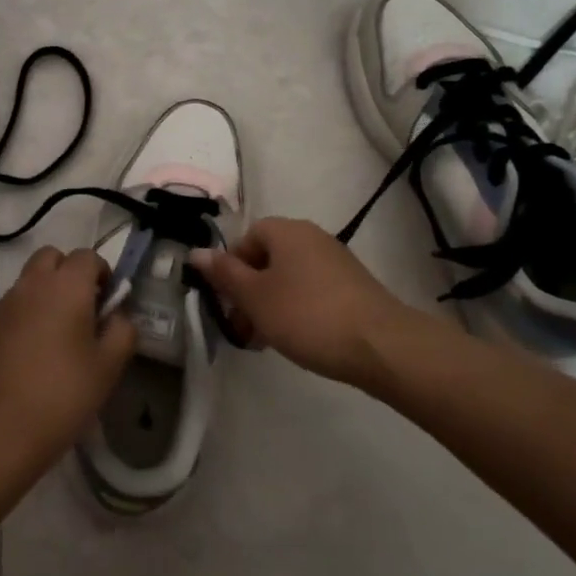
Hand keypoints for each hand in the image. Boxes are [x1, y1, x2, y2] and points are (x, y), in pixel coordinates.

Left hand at [0, 246, 136, 472]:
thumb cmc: (62, 396)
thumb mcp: (108, 367)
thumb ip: (122, 331)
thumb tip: (116, 315)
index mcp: (65, 287)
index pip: (87, 256)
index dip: (102, 274)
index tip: (108, 304)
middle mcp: (30, 285)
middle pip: (51, 258)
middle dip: (69, 273)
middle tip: (83, 311)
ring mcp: (2, 305)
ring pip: (28, 281)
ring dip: (46, 293)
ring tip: (57, 337)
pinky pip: (11, 306)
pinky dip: (25, 315)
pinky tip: (31, 356)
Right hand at [188, 216, 425, 389]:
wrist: (380, 345)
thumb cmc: (306, 315)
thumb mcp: (255, 297)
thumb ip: (224, 274)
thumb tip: (195, 252)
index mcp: (285, 231)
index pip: (245, 239)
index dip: (230, 270)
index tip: (227, 303)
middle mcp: (311, 237)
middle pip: (267, 259)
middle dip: (249, 293)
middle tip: (243, 329)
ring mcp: (336, 261)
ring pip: (289, 278)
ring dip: (271, 305)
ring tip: (267, 341)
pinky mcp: (353, 286)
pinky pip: (312, 291)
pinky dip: (297, 310)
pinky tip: (298, 339)